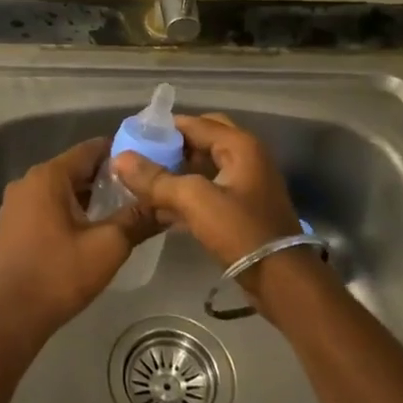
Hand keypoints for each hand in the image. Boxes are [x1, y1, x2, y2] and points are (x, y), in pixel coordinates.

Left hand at [0, 138, 155, 345]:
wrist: (10, 317)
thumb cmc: (59, 275)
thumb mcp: (108, 246)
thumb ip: (137, 219)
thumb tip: (166, 205)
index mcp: (48, 176)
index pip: (90, 149)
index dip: (120, 154)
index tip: (146, 165)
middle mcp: (27, 181)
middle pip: (74, 168)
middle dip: (106, 178)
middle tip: (138, 191)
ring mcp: (14, 204)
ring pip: (60, 189)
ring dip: (87, 197)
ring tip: (119, 211)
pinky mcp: (10, 225)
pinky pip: (45, 206)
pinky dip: (67, 210)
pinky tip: (87, 230)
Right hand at [112, 113, 330, 318]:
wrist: (282, 280)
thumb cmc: (241, 231)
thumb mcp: (195, 201)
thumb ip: (157, 179)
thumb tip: (120, 159)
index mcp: (240, 145)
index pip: (195, 123)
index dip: (162, 128)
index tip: (132, 137)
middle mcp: (246, 157)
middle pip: (201, 141)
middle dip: (171, 147)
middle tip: (141, 157)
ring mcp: (246, 184)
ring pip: (204, 167)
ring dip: (177, 171)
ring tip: (143, 181)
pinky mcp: (243, 209)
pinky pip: (209, 191)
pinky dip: (187, 193)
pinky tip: (161, 207)